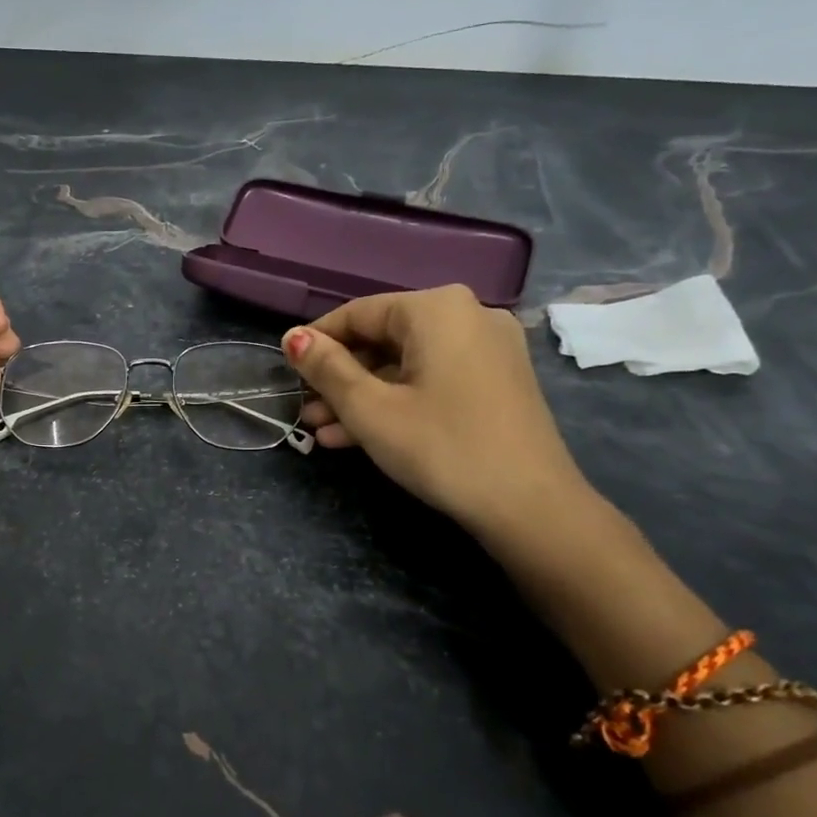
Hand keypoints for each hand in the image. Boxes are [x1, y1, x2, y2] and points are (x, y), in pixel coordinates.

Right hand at [282, 285, 594, 538]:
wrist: (530, 507)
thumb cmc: (441, 447)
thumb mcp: (370, 409)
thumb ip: (326, 368)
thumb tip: (292, 338)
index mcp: (436, 309)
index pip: (358, 313)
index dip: (316, 342)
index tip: (286, 372)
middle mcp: (467, 316)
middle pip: (383, 340)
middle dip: (339, 378)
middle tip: (304, 410)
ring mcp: (487, 350)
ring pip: (406, 365)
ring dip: (362, 396)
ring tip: (322, 430)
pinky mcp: (496, 382)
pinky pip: (432, 381)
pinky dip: (397, 402)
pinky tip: (360, 436)